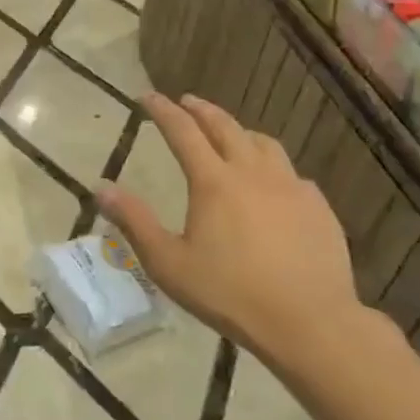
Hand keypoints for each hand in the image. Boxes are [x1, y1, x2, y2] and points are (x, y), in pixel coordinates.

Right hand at [96, 93, 365, 375]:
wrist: (309, 322)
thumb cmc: (229, 293)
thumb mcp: (168, 263)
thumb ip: (134, 221)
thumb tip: (101, 188)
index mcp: (213, 182)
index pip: (183, 132)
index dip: (163, 111)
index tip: (148, 96)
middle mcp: (253, 173)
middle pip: (225, 127)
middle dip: (202, 110)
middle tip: (187, 101)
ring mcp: (291, 188)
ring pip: (264, 144)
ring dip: (240, 132)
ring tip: (230, 135)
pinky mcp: (319, 208)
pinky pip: (292, 174)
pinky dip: (272, 166)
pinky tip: (272, 184)